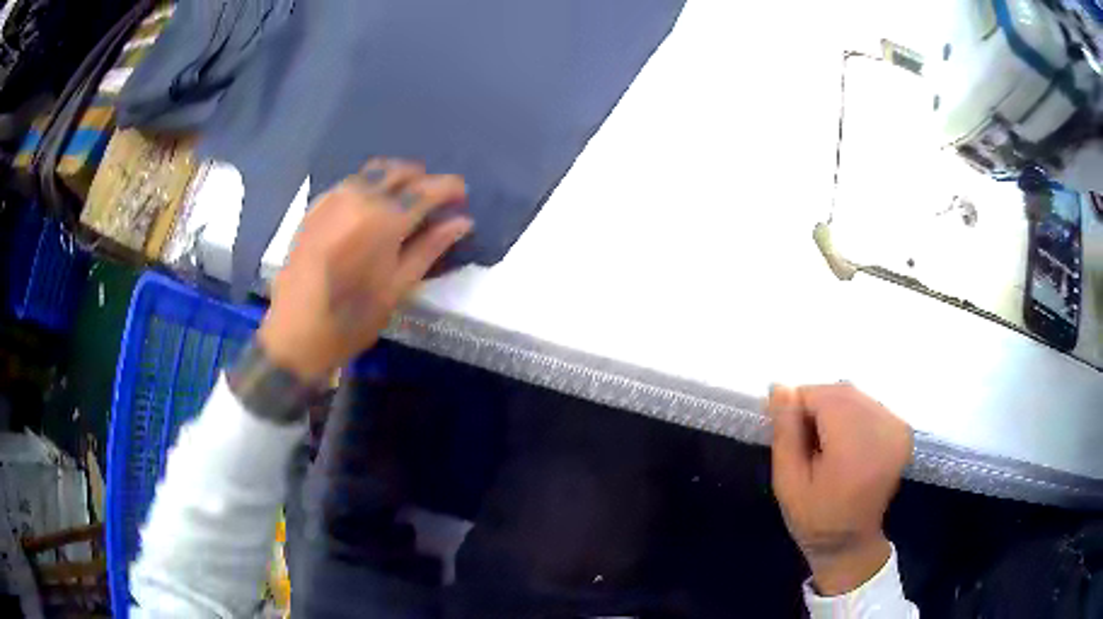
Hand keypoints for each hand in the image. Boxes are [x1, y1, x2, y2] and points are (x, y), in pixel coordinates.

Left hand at [257, 159, 472, 381]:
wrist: (295, 334)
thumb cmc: (352, 319)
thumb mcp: (397, 288)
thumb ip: (430, 248)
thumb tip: (463, 222)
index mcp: (383, 219)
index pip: (426, 188)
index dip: (449, 188)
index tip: (462, 198)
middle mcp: (358, 197)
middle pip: (400, 171)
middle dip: (423, 181)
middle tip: (434, 204)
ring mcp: (333, 198)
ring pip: (374, 172)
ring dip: (396, 179)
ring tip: (405, 204)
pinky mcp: (316, 207)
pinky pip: (351, 183)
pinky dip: (370, 187)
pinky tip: (371, 211)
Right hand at [768, 383, 912, 595]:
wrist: (851, 543)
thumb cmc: (815, 519)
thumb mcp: (788, 482)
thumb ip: (786, 432)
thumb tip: (780, 387)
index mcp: (856, 448)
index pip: (823, 397)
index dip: (799, 405)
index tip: (785, 428)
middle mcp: (884, 430)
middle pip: (841, 393)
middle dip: (816, 405)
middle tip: (801, 437)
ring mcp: (897, 428)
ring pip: (855, 396)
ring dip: (832, 409)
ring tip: (822, 442)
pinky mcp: (902, 430)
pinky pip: (868, 405)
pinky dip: (850, 414)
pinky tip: (842, 441)